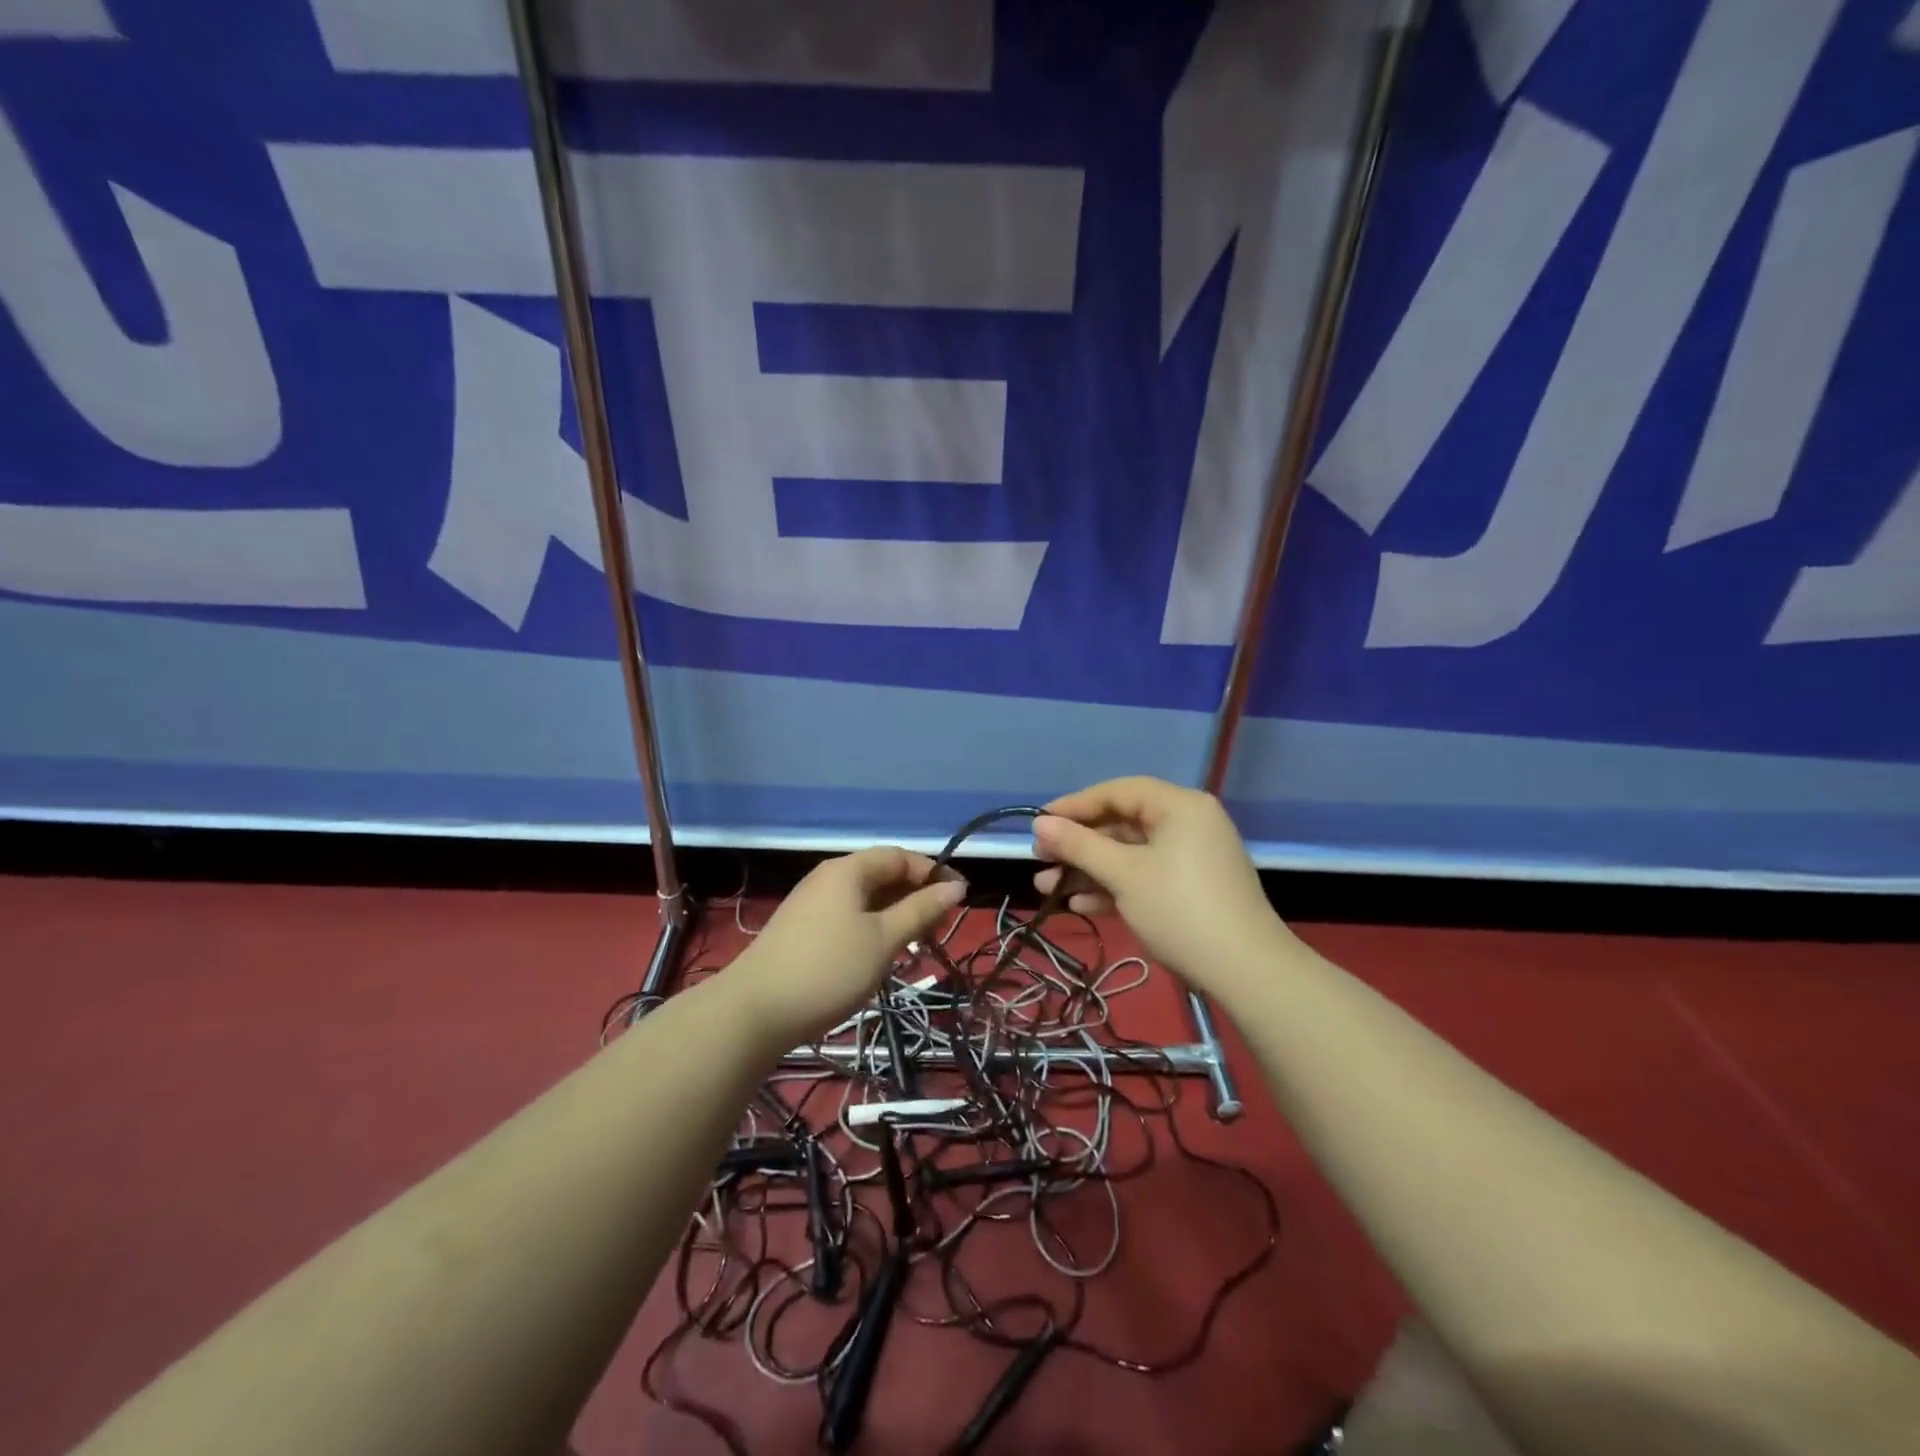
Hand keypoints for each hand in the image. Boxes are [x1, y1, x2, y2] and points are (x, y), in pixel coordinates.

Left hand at [721, 847, 965, 1046]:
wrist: (754, 1011)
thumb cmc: (828, 969)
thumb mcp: (884, 939)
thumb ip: (921, 910)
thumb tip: (955, 887)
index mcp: (849, 870)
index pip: (900, 856)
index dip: (933, 873)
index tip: (960, 899)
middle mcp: (829, 878)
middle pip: (882, 875)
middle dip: (915, 896)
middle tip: (939, 928)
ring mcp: (812, 903)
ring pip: (865, 899)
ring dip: (895, 915)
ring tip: (915, 944)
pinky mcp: (802, 929)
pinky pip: (848, 916)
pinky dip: (872, 928)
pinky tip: (879, 955)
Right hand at [1032, 777, 1290, 997]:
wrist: (1245, 971)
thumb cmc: (1179, 909)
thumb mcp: (1123, 874)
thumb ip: (1079, 845)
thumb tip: (1039, 824)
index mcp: (1179, 806)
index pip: (1118, 792)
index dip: (1075, 805)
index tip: (1039, 823)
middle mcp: (1187, 824)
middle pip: (1122, 824)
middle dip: (1078, 845)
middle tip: (1040, 858)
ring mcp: (1191, 858)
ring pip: (1130, 854)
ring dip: (1089, 870)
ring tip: (1046, 888)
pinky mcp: (1191, 889)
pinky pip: (1145, 876)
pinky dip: (1114, 887)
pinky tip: (1080, 905)